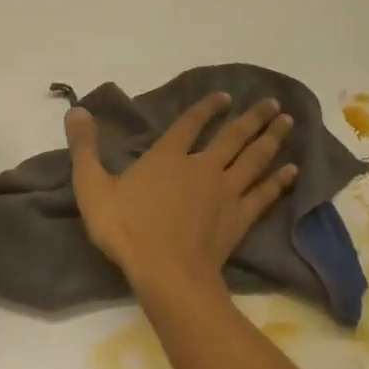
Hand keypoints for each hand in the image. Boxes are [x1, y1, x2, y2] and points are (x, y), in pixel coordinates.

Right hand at [66, 93, 297, 288]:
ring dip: (271, 139)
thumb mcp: (91, 186)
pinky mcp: (239, 218)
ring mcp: (225, 192)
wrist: (166, 272)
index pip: (190, 123)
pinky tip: (291, 170)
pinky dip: (278, 180)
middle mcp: (202, 167)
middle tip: (273, 102)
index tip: (225, 96)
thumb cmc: (126, 229)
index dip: (207, 107)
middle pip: (233, 136)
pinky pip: (263, 193)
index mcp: (167, 157)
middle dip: (253, 117)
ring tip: (288, 122)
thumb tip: (76, 110)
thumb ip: (84, 148)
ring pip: (254, 159)